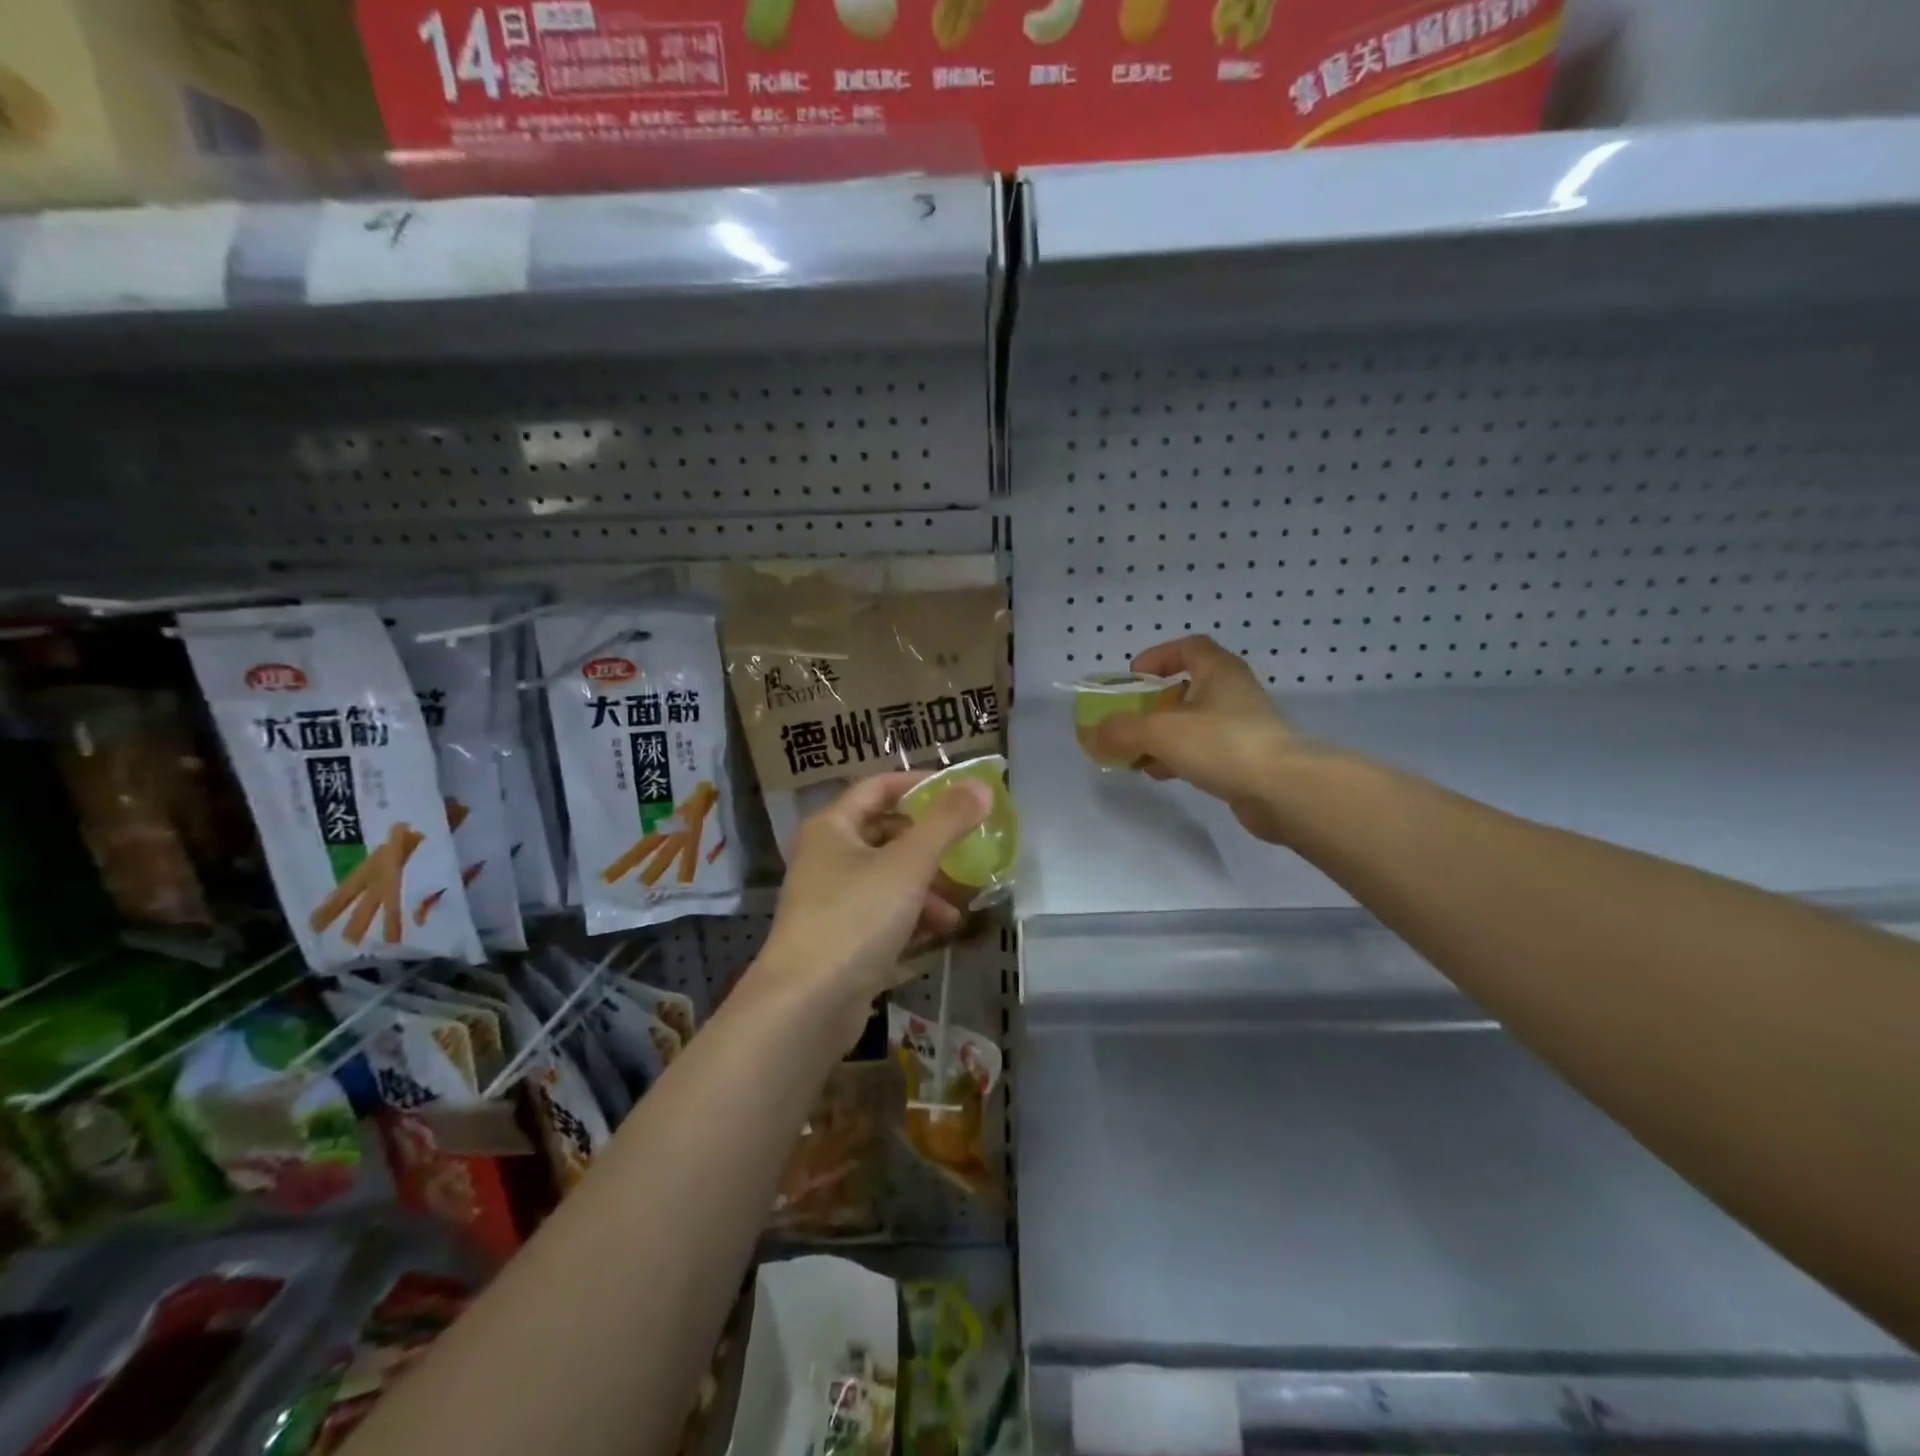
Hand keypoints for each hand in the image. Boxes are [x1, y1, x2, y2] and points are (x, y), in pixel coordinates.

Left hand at [750, 772, 990, 1034]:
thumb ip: (946, 823)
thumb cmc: (855, 918)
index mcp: (832, 827)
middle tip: (966, 846)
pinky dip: (912, 915)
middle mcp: (827, 857)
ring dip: (925, 884)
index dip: (918, 784)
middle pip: (885, 833)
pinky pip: (883, 913)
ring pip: (888, 877)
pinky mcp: (840, 938)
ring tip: (959, 902)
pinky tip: (940, 930)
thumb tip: (981, 785)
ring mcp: (831, 900)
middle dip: (928, 842)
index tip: (959, 791)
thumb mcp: (907, 864)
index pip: (877, 787)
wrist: (806, 1005)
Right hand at [1092, 635, 1307, 843]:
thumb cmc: (1222, 744)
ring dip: (1164, 736)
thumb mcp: (1161, 731)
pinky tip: (1163, 774)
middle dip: (1154, 706)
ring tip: (1138, 756)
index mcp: (1219, 671)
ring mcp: (1243, 728)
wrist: (1284, 790)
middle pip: (1188, 689)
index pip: (1189, 647)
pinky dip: (1181, 758)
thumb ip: (1121, 731)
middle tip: (1130, 722)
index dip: (1159, 656)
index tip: (1134, 676)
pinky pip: (1205, 751)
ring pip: (1194, 724)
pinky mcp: (1246, 760)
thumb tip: (1093, 735)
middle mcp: (1234, 693)